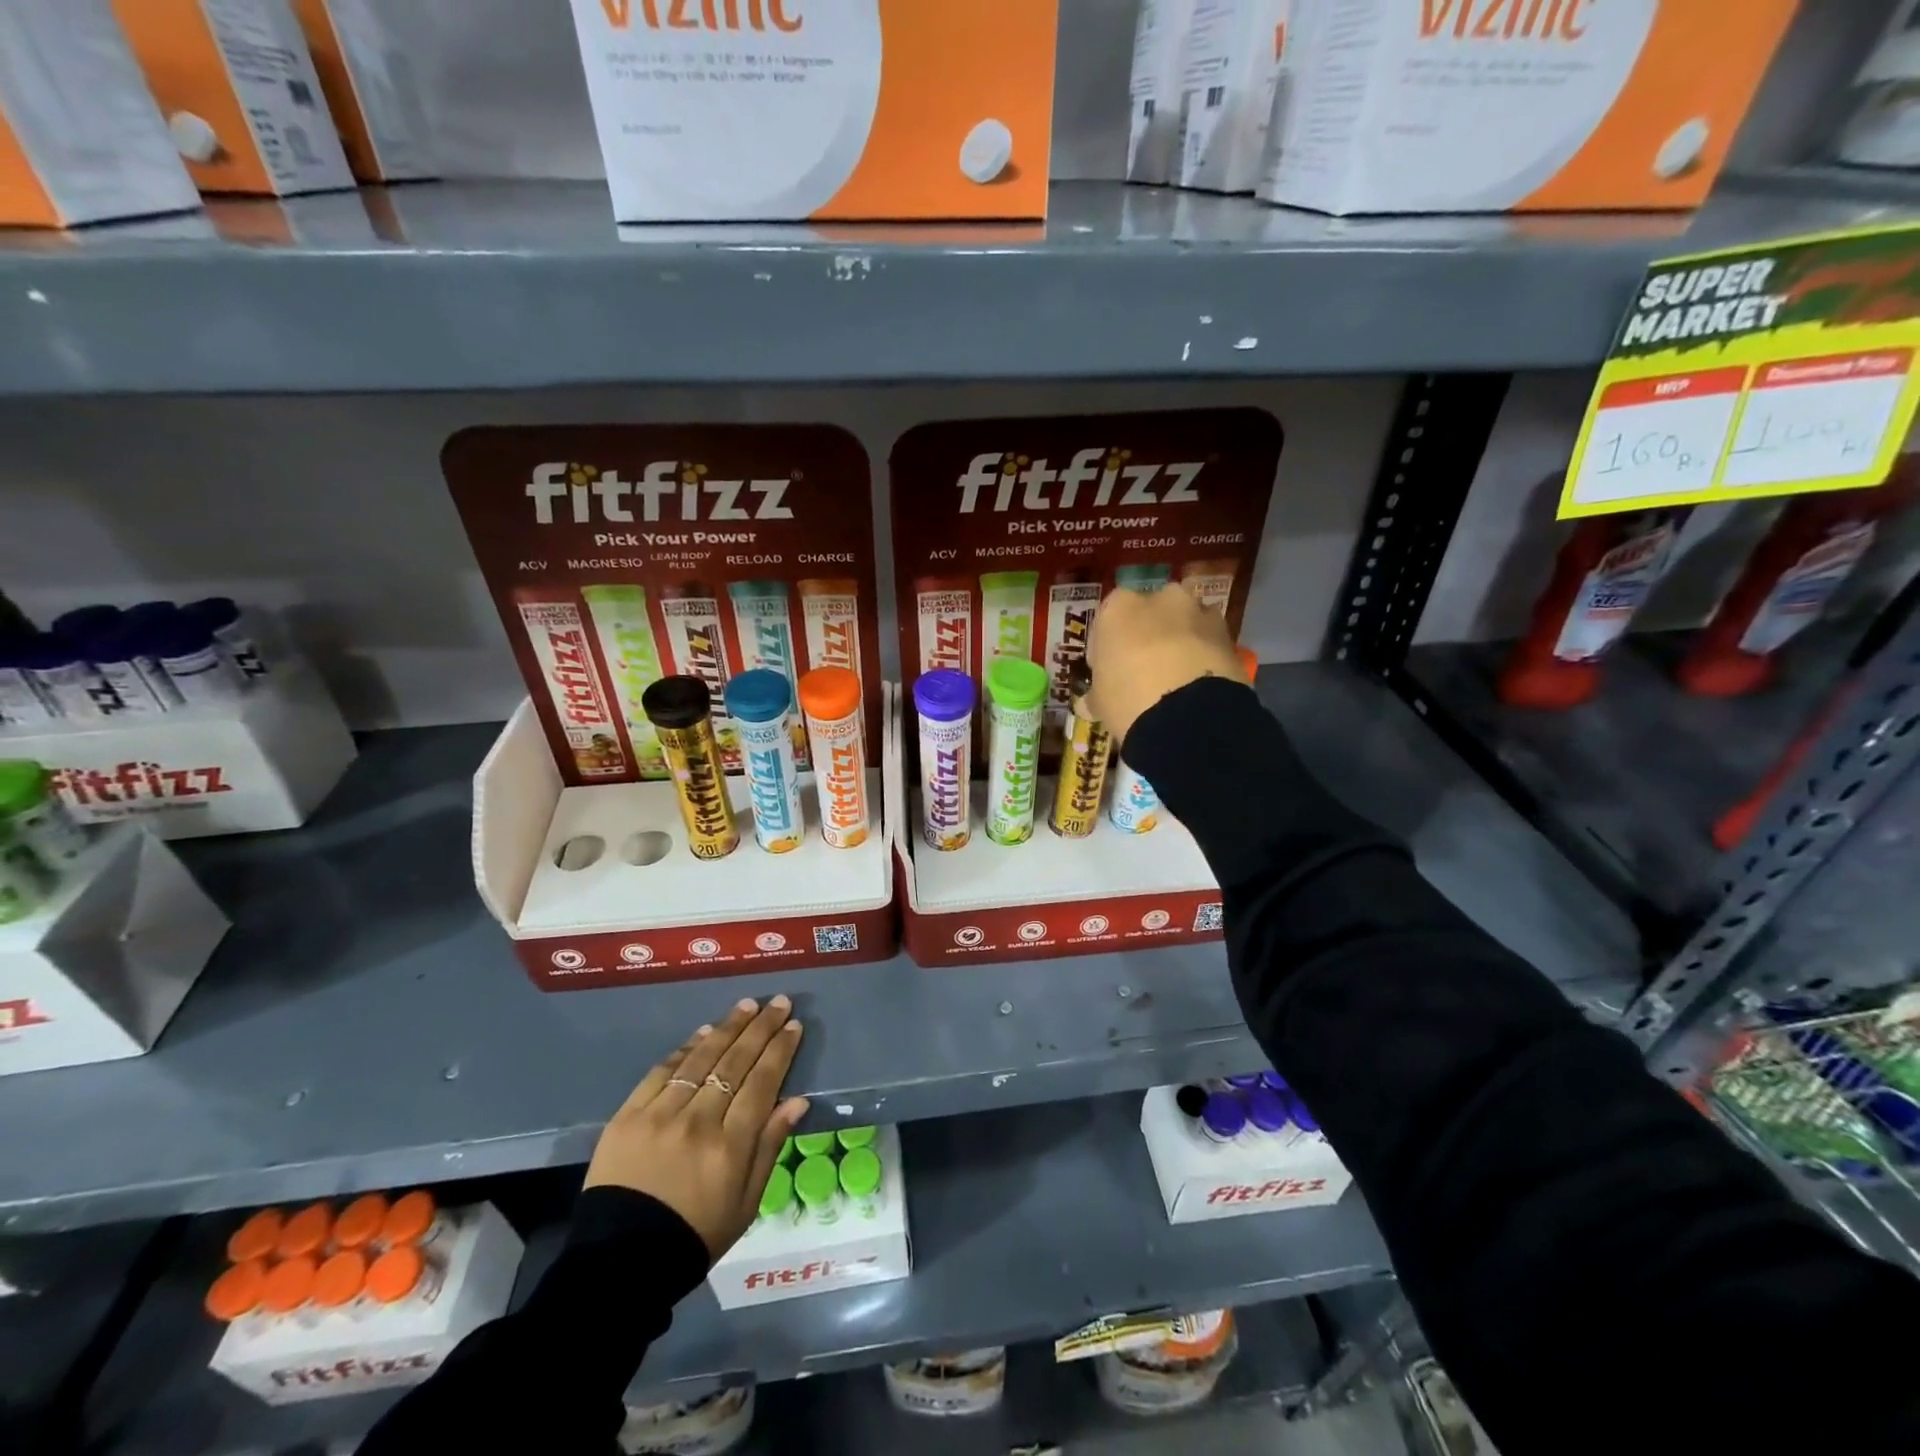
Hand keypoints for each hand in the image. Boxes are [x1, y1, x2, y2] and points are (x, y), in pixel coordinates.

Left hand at [585, 995, 809, 1259]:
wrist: (620, 1265)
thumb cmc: (695, 1236)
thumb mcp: (747, 1203)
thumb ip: (770, 1146)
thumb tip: (798, 1100)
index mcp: (731, 1146)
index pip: (763, 1082)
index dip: (781, 1050)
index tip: (794, 1025)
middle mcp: (698, 1122)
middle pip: (735, 1062)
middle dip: (761, 1028)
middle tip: (778, 1002)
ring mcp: (660, 1115)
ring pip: (701, 1059)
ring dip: (727, 1028)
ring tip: (746, 1006)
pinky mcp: (628, 1116)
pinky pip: (662, 1071)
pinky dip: (686, 1048)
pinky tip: (704, 1032)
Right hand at [1085, 584, 1243, 743]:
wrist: (1187, 715)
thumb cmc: (1128, 698)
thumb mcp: (1100, 700)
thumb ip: (1098, 692)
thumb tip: (1091, 702)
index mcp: (1120, 606)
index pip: (1109, 617)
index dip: (1110, 644)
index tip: (1111, 668)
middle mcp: (1161, 597)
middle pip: (1151, 613)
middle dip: (1149, 635)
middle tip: (1145, 670)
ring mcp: (1199, 611)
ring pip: (1185, 624)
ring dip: (1181, 643)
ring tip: (1177, 681)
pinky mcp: (1229, 633)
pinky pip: (1209, 643)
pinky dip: (1204, 657)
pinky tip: (1198, 686)